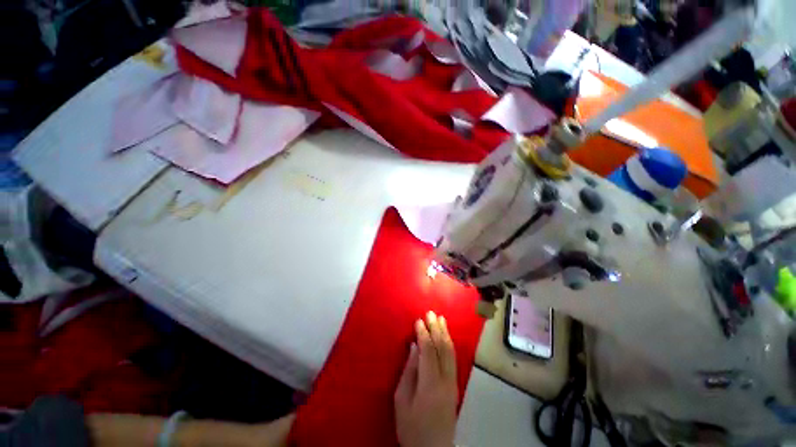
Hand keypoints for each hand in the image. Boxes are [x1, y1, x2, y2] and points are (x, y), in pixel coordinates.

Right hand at [394, 311, 457, 446]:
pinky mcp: (455, 386)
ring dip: (445, 333)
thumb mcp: (402, 401)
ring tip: (440, 319)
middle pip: (442, 347)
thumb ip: (409, 371)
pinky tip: (446, 337)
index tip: (418, 320)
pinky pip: (453, 359)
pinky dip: (449, 344)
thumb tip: (414, 346)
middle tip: (431, 313)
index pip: (428, 350)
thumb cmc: (411, 427)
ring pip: (450, 352)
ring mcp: (453, 382)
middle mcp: (445, 379)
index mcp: (430, 383)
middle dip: (436, 328)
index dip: (424, 333)